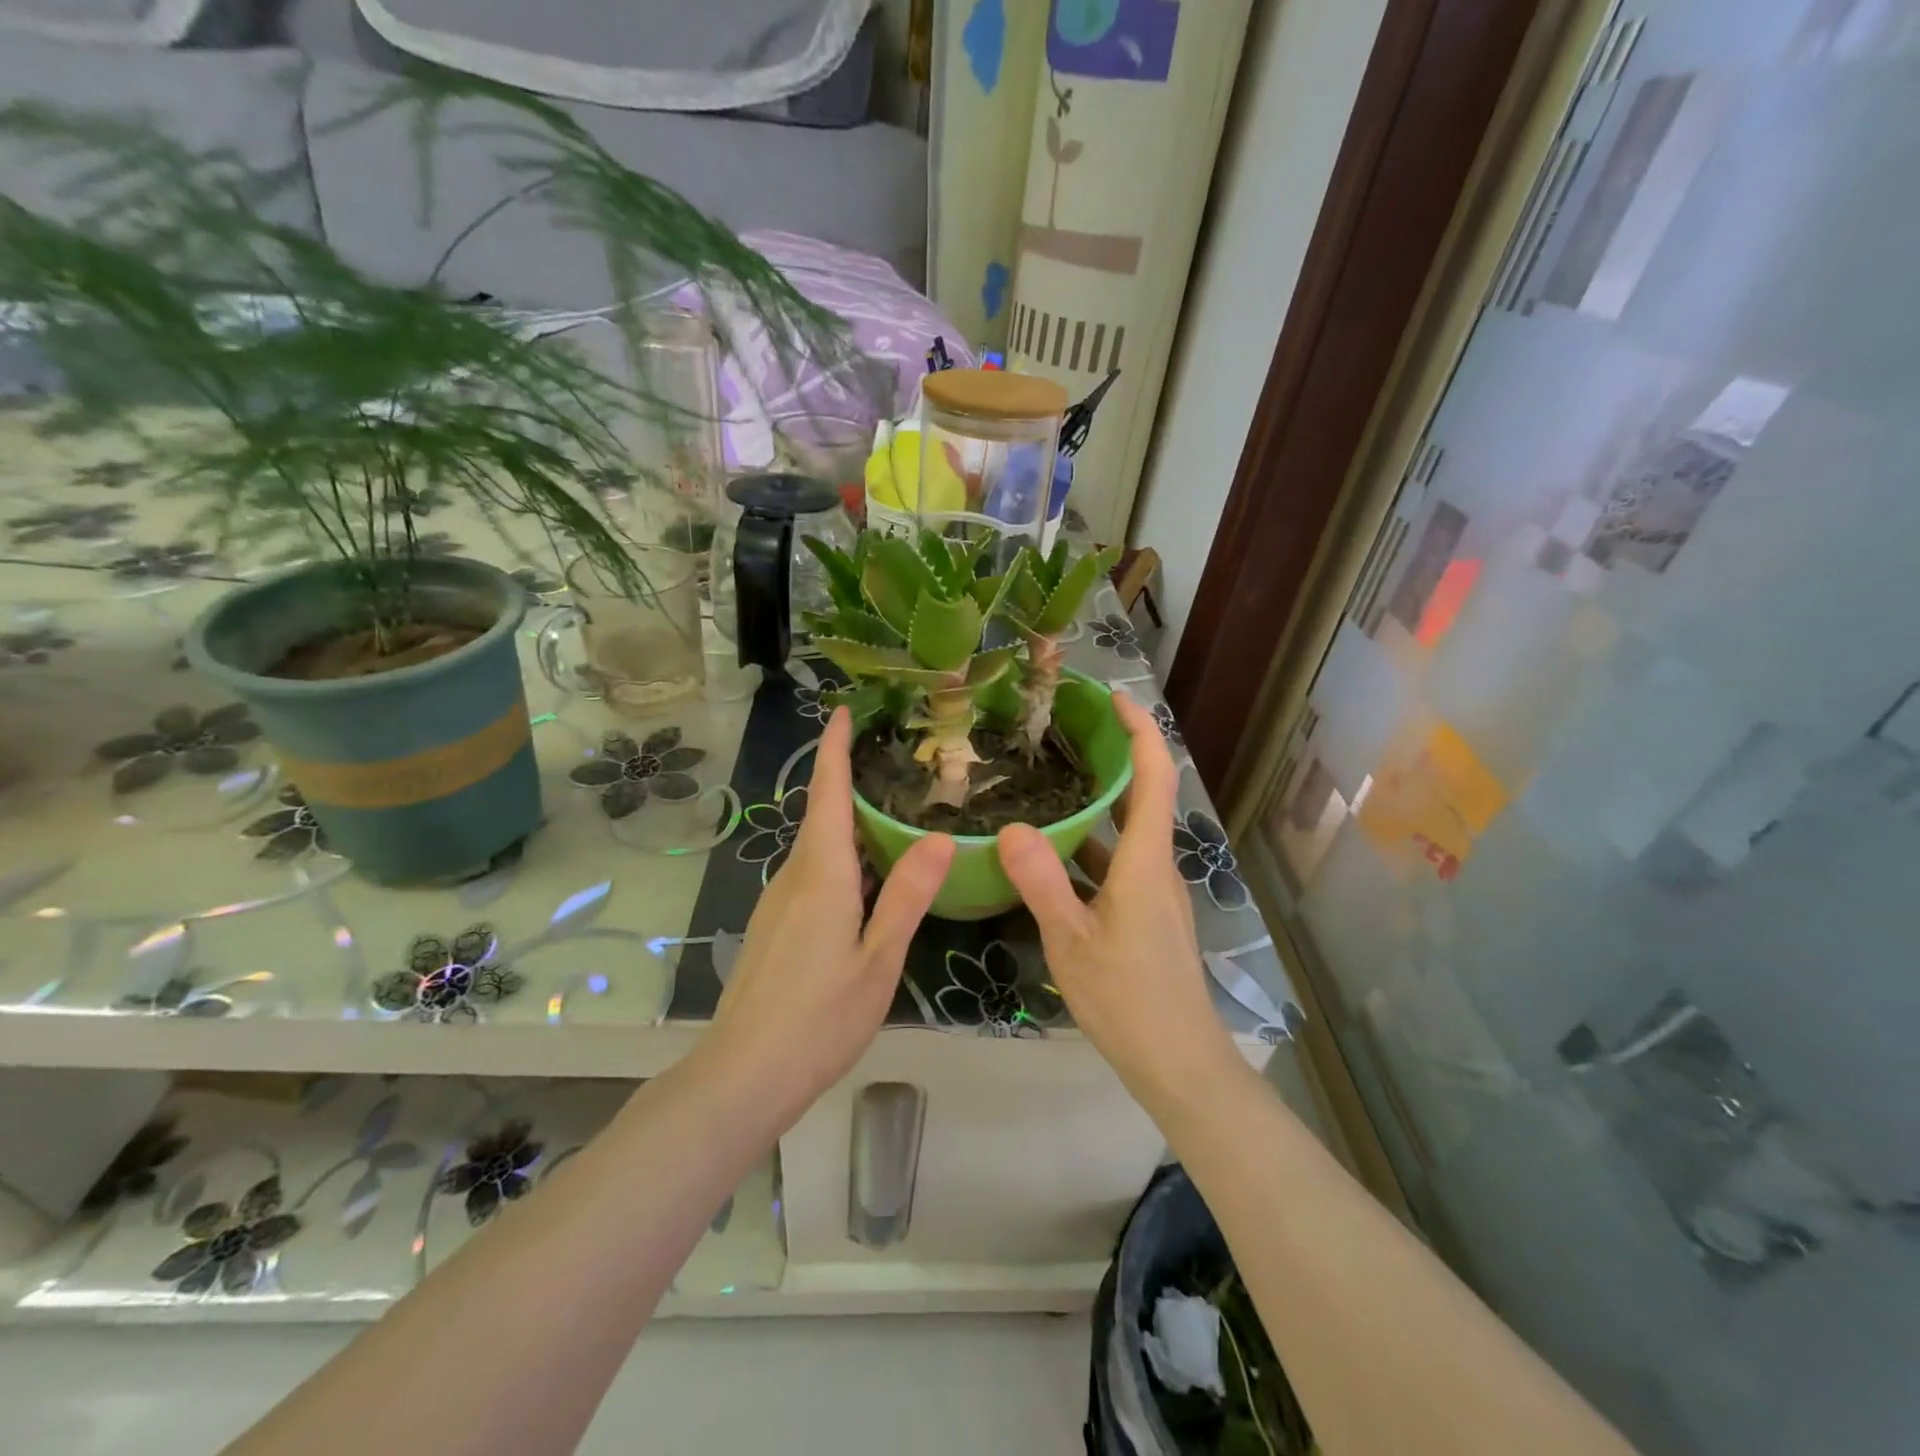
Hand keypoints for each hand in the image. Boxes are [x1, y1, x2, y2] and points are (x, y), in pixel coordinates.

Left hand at [708, 706, 954, 1117]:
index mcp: (821, 874)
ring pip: (817, 848)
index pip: (827, 793)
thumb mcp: (879, 960)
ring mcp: (778, 903)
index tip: (843, 711)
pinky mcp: (775, 926)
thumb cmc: (819, 1017)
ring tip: (890, 813)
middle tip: (895, 762)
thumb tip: (940, 837)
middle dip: (849, 781)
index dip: (834, 749)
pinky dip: (840, 858)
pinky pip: (812, 874)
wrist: (743, 1074)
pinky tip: (865, 879)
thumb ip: (907, 896)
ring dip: (846, 822)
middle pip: (822, 815)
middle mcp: (794, 877)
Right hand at [996, 693, 1236, 1113]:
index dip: (1140, 729)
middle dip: (1113, 755)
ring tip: (1050, 781)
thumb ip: (1042, 882)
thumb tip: (1011, 826)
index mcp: (1146, 861)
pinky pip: (1117, 863)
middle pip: (1143, 794)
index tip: (1112, 696)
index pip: (1153, 776)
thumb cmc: (1128, 999)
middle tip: (1066, 730)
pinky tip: (1052, 854)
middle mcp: (1156, 866)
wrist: (1178, 1061)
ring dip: (1098, 802)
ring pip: (1127, 831)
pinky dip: (1090, 845)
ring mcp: (1153, 892)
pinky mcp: (1145, 914)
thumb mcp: (1072, 941)